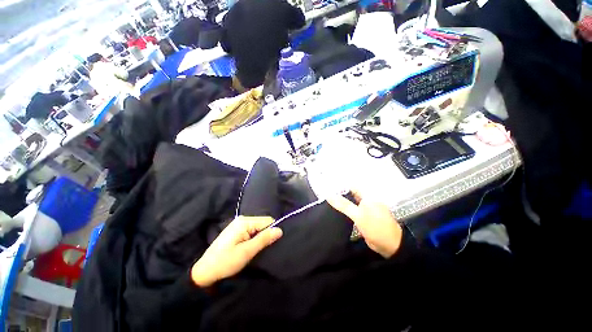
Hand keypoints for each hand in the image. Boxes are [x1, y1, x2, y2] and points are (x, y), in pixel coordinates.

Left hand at [191, 216, 282, 286]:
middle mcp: (242, 219)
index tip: (269, 246)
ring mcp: (239, 225)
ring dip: (260, 238)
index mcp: (244, 222)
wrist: (204, 272)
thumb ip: (264, 239)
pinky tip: (250, 248)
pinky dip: (254, 239)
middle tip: (260, 250)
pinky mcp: (237, 231)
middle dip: (265, 235)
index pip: (267, 221)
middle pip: (263, 223)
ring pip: (258, 228)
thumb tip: (280, 230)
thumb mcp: (247, 252)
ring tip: (255, 250)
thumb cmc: (225, 262)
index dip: (271, 232)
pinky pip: (252, 231)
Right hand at [328, 190, 401, 257]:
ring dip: (341, 203)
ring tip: (327, 202)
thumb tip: (329, 195)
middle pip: (350, 194)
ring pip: (350, 202)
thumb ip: (343, 205)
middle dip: (339, 194)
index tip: (327, 188)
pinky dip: (345, 210)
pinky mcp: (364, 217)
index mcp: (368, 195)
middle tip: (325, 196)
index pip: (351, 186)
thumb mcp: (358, 215)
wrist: (390, 245)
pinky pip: (352, 210)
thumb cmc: (375, 227)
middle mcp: (366, 199)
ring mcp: (365, 208)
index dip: (339, 186)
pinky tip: (336, 212)